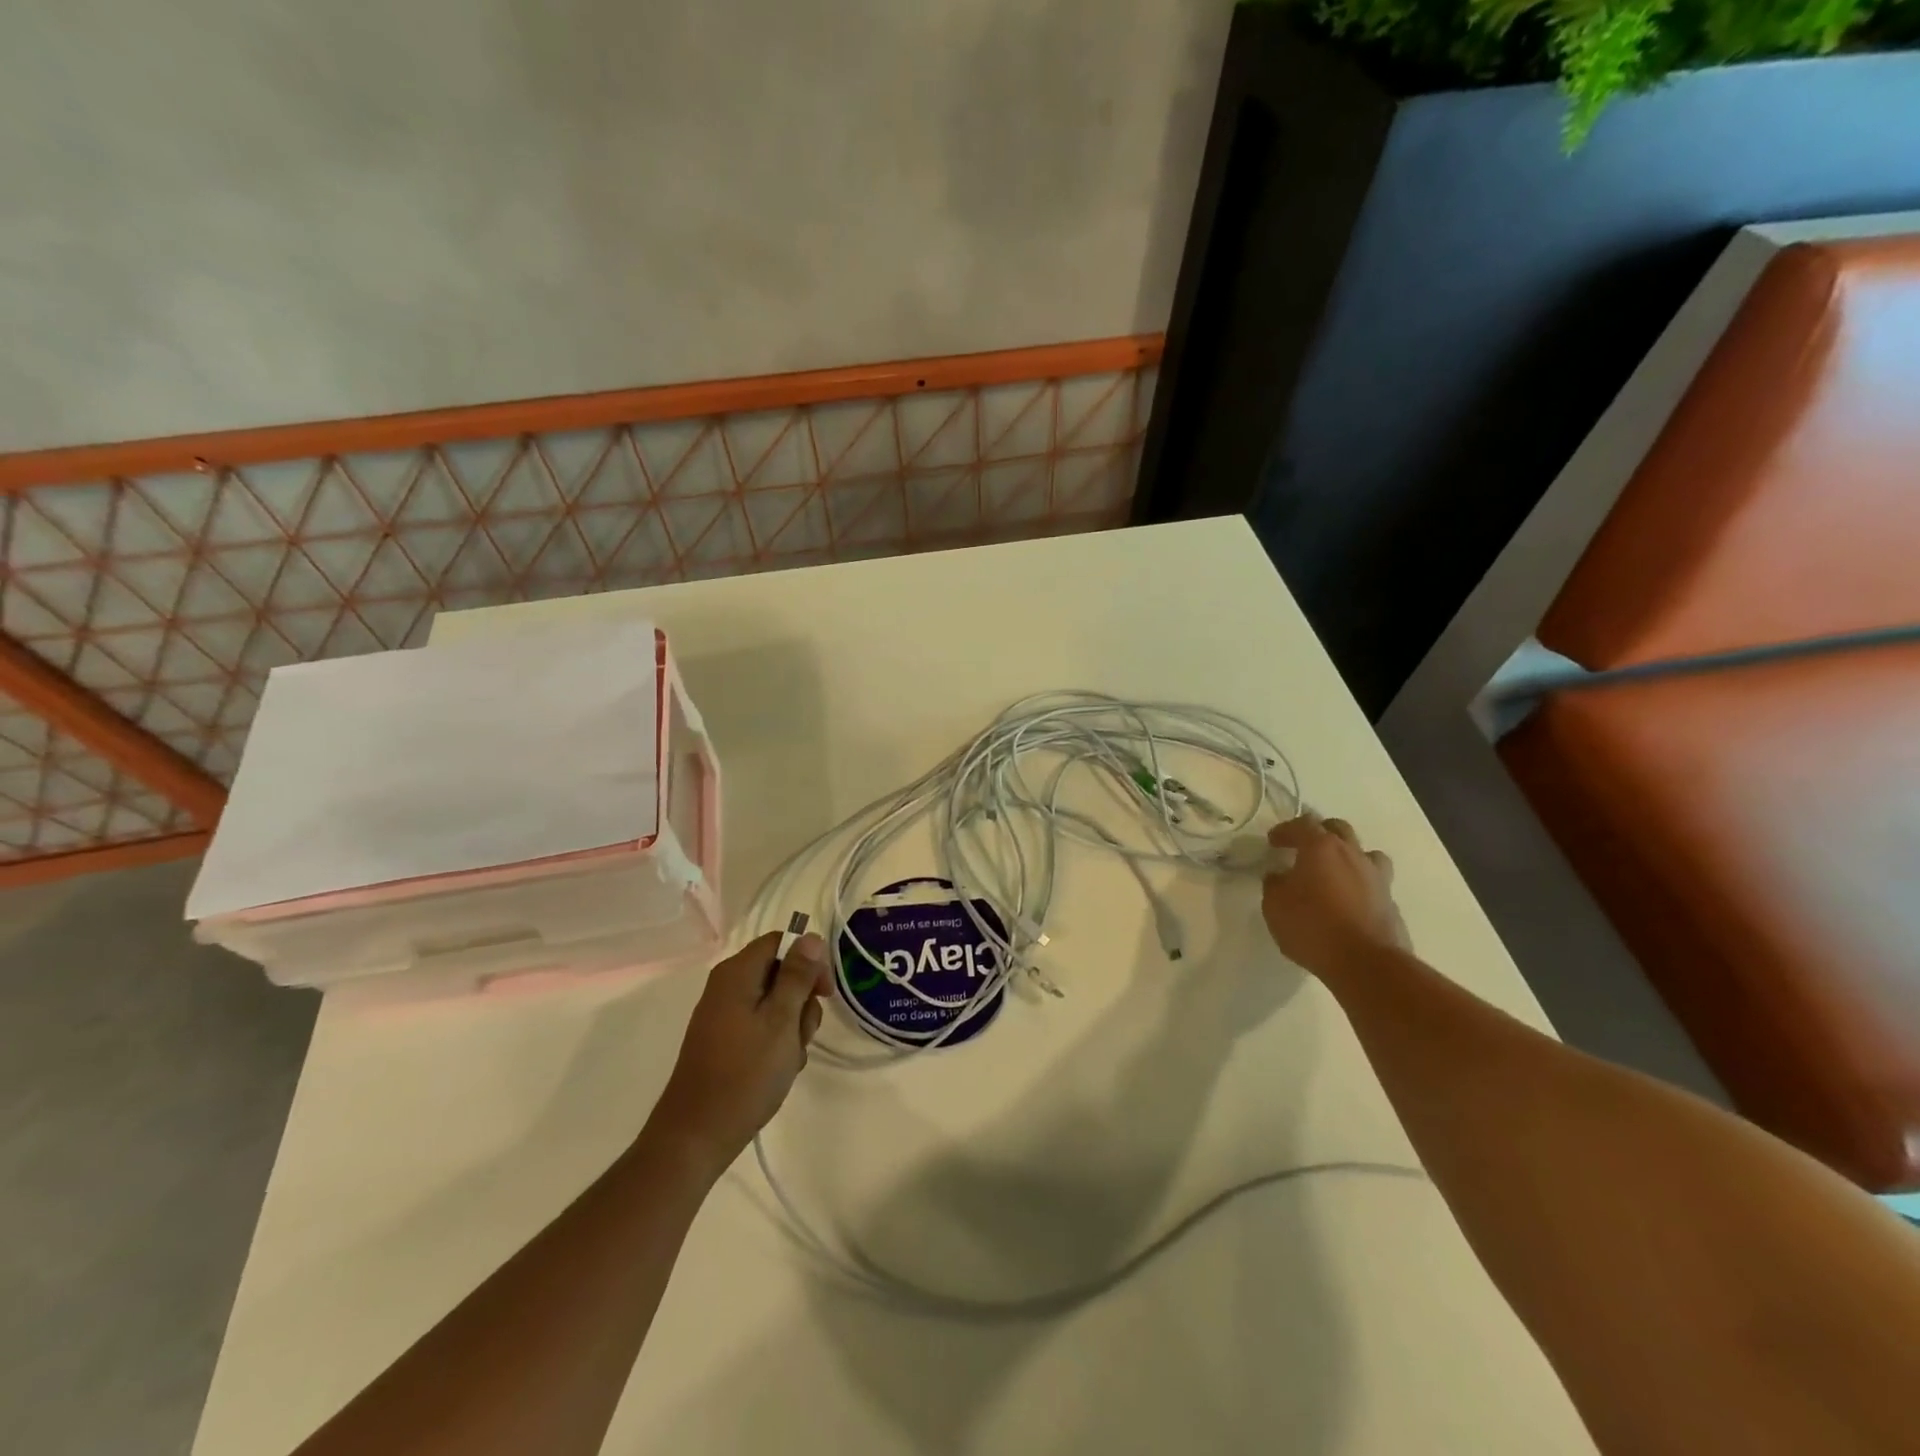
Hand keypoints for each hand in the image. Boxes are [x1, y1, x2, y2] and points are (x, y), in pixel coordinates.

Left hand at [650, 931, 830, 1171]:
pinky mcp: (724, 1041)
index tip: (824, 993)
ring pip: (775, 1004)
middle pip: (780, 973)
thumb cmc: (745, 1073)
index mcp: (737, 973)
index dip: (808, 961)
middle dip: (801, 1001)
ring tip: (789, 1058)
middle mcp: (727, 986)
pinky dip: (776, 1043)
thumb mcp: (781, 1020)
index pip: (781, 942)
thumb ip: (797, 976)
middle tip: (803, 1033)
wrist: (696, 1136)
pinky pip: (761, 1027)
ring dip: (792, 1027)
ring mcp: (724, 1015)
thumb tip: (810, 937)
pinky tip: (779, 1069)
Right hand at [1261, 815, 1408, 978]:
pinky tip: (1348, 901)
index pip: (1302, 824)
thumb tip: (1279, 876)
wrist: (1366, 963)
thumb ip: (1275, 884)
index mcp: (1321, 848)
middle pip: (1338, 828)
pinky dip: (1359, 884)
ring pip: (1365, 852)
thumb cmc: (1312, 927)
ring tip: (1334, 871)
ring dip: (1348, 855)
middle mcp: (1352, 854)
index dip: (1285, 830)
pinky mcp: (1390, 902)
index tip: (1273, 841)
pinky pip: (1374, 882)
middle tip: (1304, 848)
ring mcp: (1376, 877)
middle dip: (1319, 833)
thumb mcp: (1275, 906)